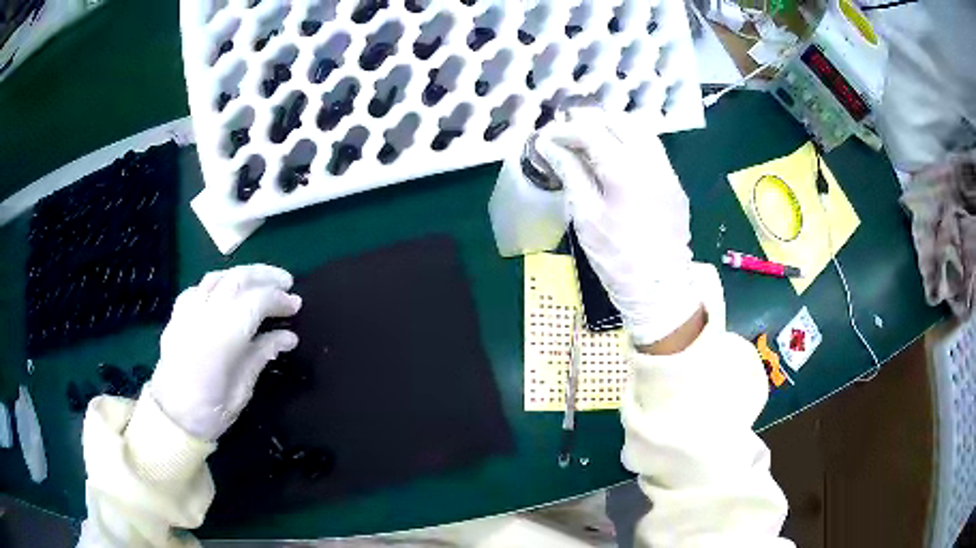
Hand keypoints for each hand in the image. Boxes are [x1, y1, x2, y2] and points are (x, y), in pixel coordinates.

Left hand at [150, 264, 301, 440]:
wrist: (170, 420)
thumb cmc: (209, 413)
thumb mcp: (241, 391)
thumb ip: (262, 356)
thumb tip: (288, 337)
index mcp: (222, 337)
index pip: (256, 301)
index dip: (279, 300)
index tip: (296, 305)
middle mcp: (203, 315)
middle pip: (237, 279)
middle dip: (265, 276)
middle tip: (286, 282)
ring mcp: (187, 312)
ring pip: (217, 277)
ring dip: (242, 274)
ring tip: (260, 282)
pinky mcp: (176, 316)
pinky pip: (198, 289)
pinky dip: (216, 285)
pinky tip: (225, 294)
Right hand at [535, 106, 701, 345]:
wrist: (660, 289)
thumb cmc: (617, 259)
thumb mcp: (586, 217)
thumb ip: (570, 174)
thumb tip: (549, 146)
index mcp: (625, 171)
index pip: (591, 131)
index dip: (565, 130)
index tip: (546, 137)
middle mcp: (651, 162)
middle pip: (619, 122)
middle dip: (589, 121)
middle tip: (566, 133)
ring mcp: (667, 172)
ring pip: (640, 131)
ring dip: (612, 128)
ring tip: (590, 139)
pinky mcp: (675, 184)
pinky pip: (652, 149)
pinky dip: (630, 142)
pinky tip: (616, 156)